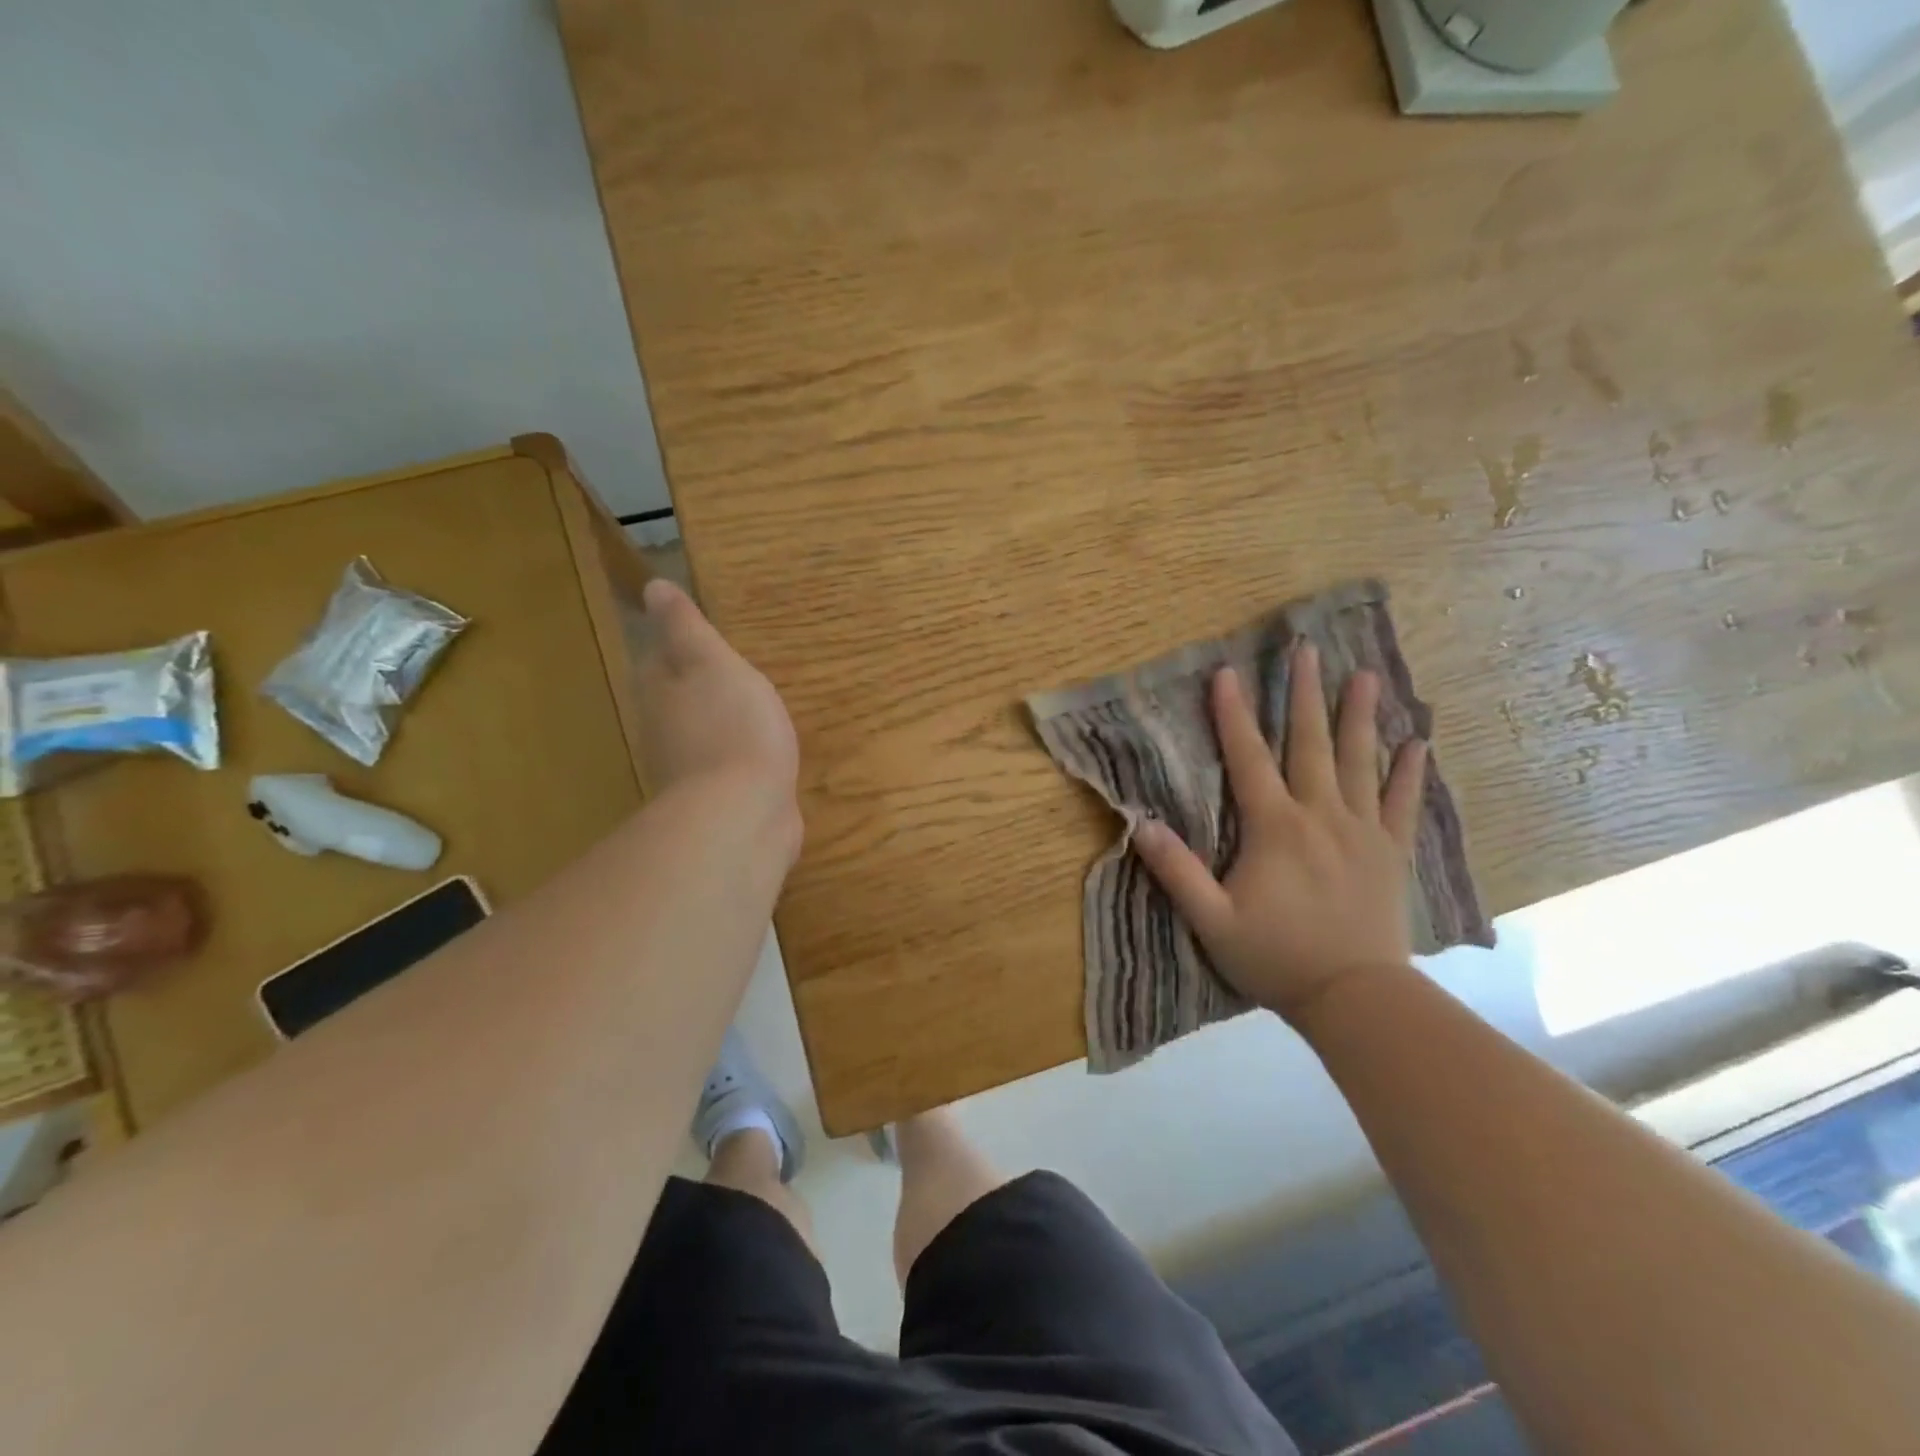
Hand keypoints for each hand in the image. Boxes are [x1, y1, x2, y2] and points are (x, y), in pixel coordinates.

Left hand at [633, 579, 799, 819]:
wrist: (743, 812)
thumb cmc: (732, 726)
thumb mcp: (713, 663)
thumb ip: (686, 628)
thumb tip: (652, 587)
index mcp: (660, 691)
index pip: (657, 660)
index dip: (676, 647)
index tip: (702, 638)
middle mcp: (664, 731)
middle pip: (675, 700)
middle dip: (697, 687)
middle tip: (732, 673)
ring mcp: (689, 770)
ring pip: (700, 735)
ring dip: (718, 723)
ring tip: (752, 710)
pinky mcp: (719, 801)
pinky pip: (725, 768)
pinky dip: (737, 758)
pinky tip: (762, 756)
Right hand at [1132, 643, 1427, 1025]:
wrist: (1354, 998)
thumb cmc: (1276, 957)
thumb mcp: (1212, 920)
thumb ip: (1178, 871)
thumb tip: (1142, 824)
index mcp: (1275, 828)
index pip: (1249, 759)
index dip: (1233, 715)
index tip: (1227, 673)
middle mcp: (1321, 816)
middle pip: (1310, 745)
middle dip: (1304, 695)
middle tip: (1307, 650)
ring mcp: (1362, 832)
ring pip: (1360, 763)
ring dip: (1359, 717)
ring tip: (1365, 675)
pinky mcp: (1391, 853)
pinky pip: (1403, 805)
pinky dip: (1409, 773)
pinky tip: (1416, 743)